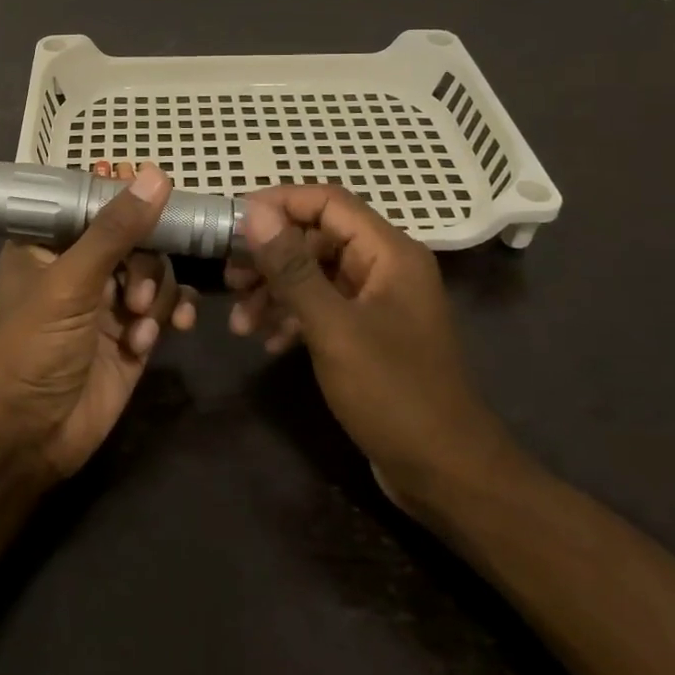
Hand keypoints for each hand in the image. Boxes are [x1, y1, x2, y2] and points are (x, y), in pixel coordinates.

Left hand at [0, 164, 197, 478]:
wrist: (30, 436)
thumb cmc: (32, 348)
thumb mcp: (70, 283)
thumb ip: (114, 231)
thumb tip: (155, 175)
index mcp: (48, 244)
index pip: (91, 199)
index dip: (123, 192)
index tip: (156, 191)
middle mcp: (81, 265)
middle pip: (135, 234)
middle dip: (145, 261)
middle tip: (136, 295)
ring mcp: (110, 300)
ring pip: (157, 269)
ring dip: (158, 293)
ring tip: (140, 325)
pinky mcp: (135, 332)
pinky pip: (168, 304)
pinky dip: (173, 313)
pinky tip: (172, 329)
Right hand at [225, 186, 514, 511]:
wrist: (444, 472)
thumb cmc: (392, 392)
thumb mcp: (333, 327)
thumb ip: (292, 267)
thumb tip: (254, 212)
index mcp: (389, 252)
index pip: (327, 202)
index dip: (279, 204)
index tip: (233, 222)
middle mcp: (386, 267)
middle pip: (317, 238)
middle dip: (270, 256)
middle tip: (229, 277)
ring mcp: (378, 302)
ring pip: (316, 275)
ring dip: (275, 292)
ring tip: (240, 322)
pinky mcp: (369, 334)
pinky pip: (323, 307)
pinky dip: (293, 318)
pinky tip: (268, 343)